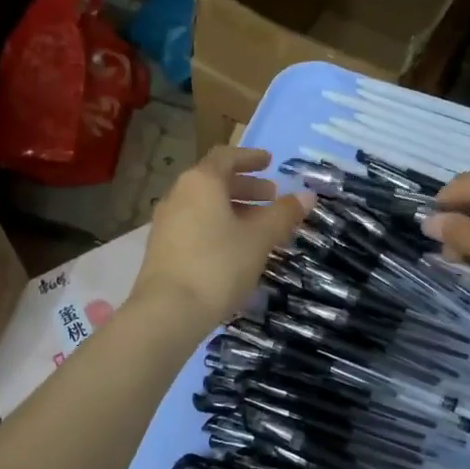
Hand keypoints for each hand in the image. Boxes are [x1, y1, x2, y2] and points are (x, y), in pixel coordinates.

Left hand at [133, 147, 313, 331]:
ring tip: (259, 226)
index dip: (250, 157)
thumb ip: (283, 214)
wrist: (168, 311)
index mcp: (201, 182)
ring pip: (204, 205)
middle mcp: (179, 194)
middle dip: (246, 186)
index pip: (226, 157)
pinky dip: (218, 225)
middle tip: (271, 197)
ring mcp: (166, 222)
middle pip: (214, 181)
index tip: (270, 162)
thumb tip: (307, 195)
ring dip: (233, 209)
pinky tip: (235, 249)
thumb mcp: (259, 239)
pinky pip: (195, 224)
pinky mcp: (162, 247)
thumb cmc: (219, 265)